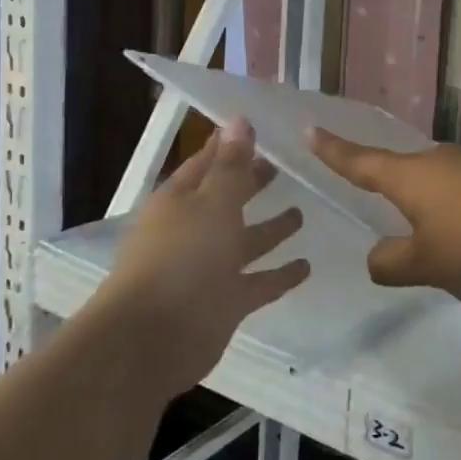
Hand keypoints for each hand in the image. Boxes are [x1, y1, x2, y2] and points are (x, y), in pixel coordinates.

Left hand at [95, 119, 309, 397]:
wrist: (152, 338)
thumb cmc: (182, 258)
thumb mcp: (212, 202)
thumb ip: (232, 166)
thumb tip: (239, 120)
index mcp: (180, 200)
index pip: (207, 163)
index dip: (231, 145)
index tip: (260, 128)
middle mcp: (193, 230)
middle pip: (227, 200)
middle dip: (252, 183)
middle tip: (284, 166)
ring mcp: (208, 268)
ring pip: (245, 242)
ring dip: (271, 229)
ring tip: (302, 214)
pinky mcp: (224, 302)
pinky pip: (258, 282)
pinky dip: (279, 275)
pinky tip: (307, 266)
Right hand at [310, 130, 460, 299]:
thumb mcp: (426, 263)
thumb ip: (392, 263)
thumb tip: (377, 257)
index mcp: (411, 176)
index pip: (361, 161)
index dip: (335, 151)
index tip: (312, 130)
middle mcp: (441, 160)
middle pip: (405, 171)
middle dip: (393, 187)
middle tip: (387, 204)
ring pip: (442, 182)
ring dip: (436, 205)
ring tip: (446, 242)